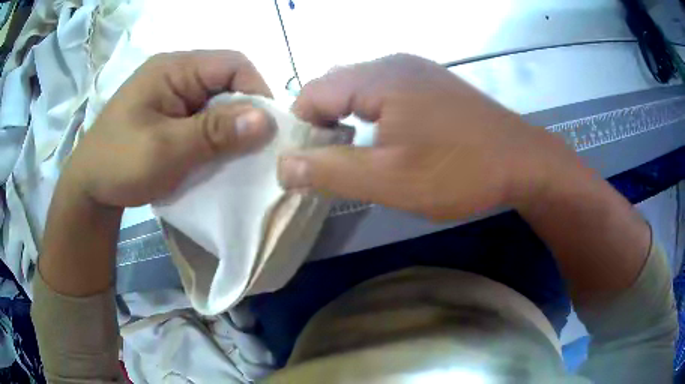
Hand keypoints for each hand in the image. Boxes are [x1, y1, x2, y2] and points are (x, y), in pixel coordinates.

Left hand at [64, 50, 274, 207]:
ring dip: (228, 129)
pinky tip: (214, 157)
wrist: (89, 188)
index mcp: (173, 68)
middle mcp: (175, 74)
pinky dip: (213, 137)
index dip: (256, 90)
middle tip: (253, 149)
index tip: (266, 130)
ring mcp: (171, 95)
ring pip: (216, 103)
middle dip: (243, 114)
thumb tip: (267, 120)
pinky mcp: (168, 115)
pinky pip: (202, 119)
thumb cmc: (120, 164)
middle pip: (226, 82)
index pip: (232, 64)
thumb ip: (214, 132)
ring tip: (235, 157)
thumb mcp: (166, 149)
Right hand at [279, 54, 574, 219]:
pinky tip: (387, 141)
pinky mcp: (432, 84)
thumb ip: (330, 171)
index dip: (299, 127)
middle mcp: (393, 63)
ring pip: (360, 90)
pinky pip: (385, 93)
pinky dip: (373, 116)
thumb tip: (283, 165)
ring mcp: (416, 70)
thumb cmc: (459, 171)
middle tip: (329, 164)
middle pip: (335, 87)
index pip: (312, 92)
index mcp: (378, 77)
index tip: (304, 163)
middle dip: (322, 124)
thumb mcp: (390, 180)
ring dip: (348, 120)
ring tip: (355, 156)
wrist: (524, 162)